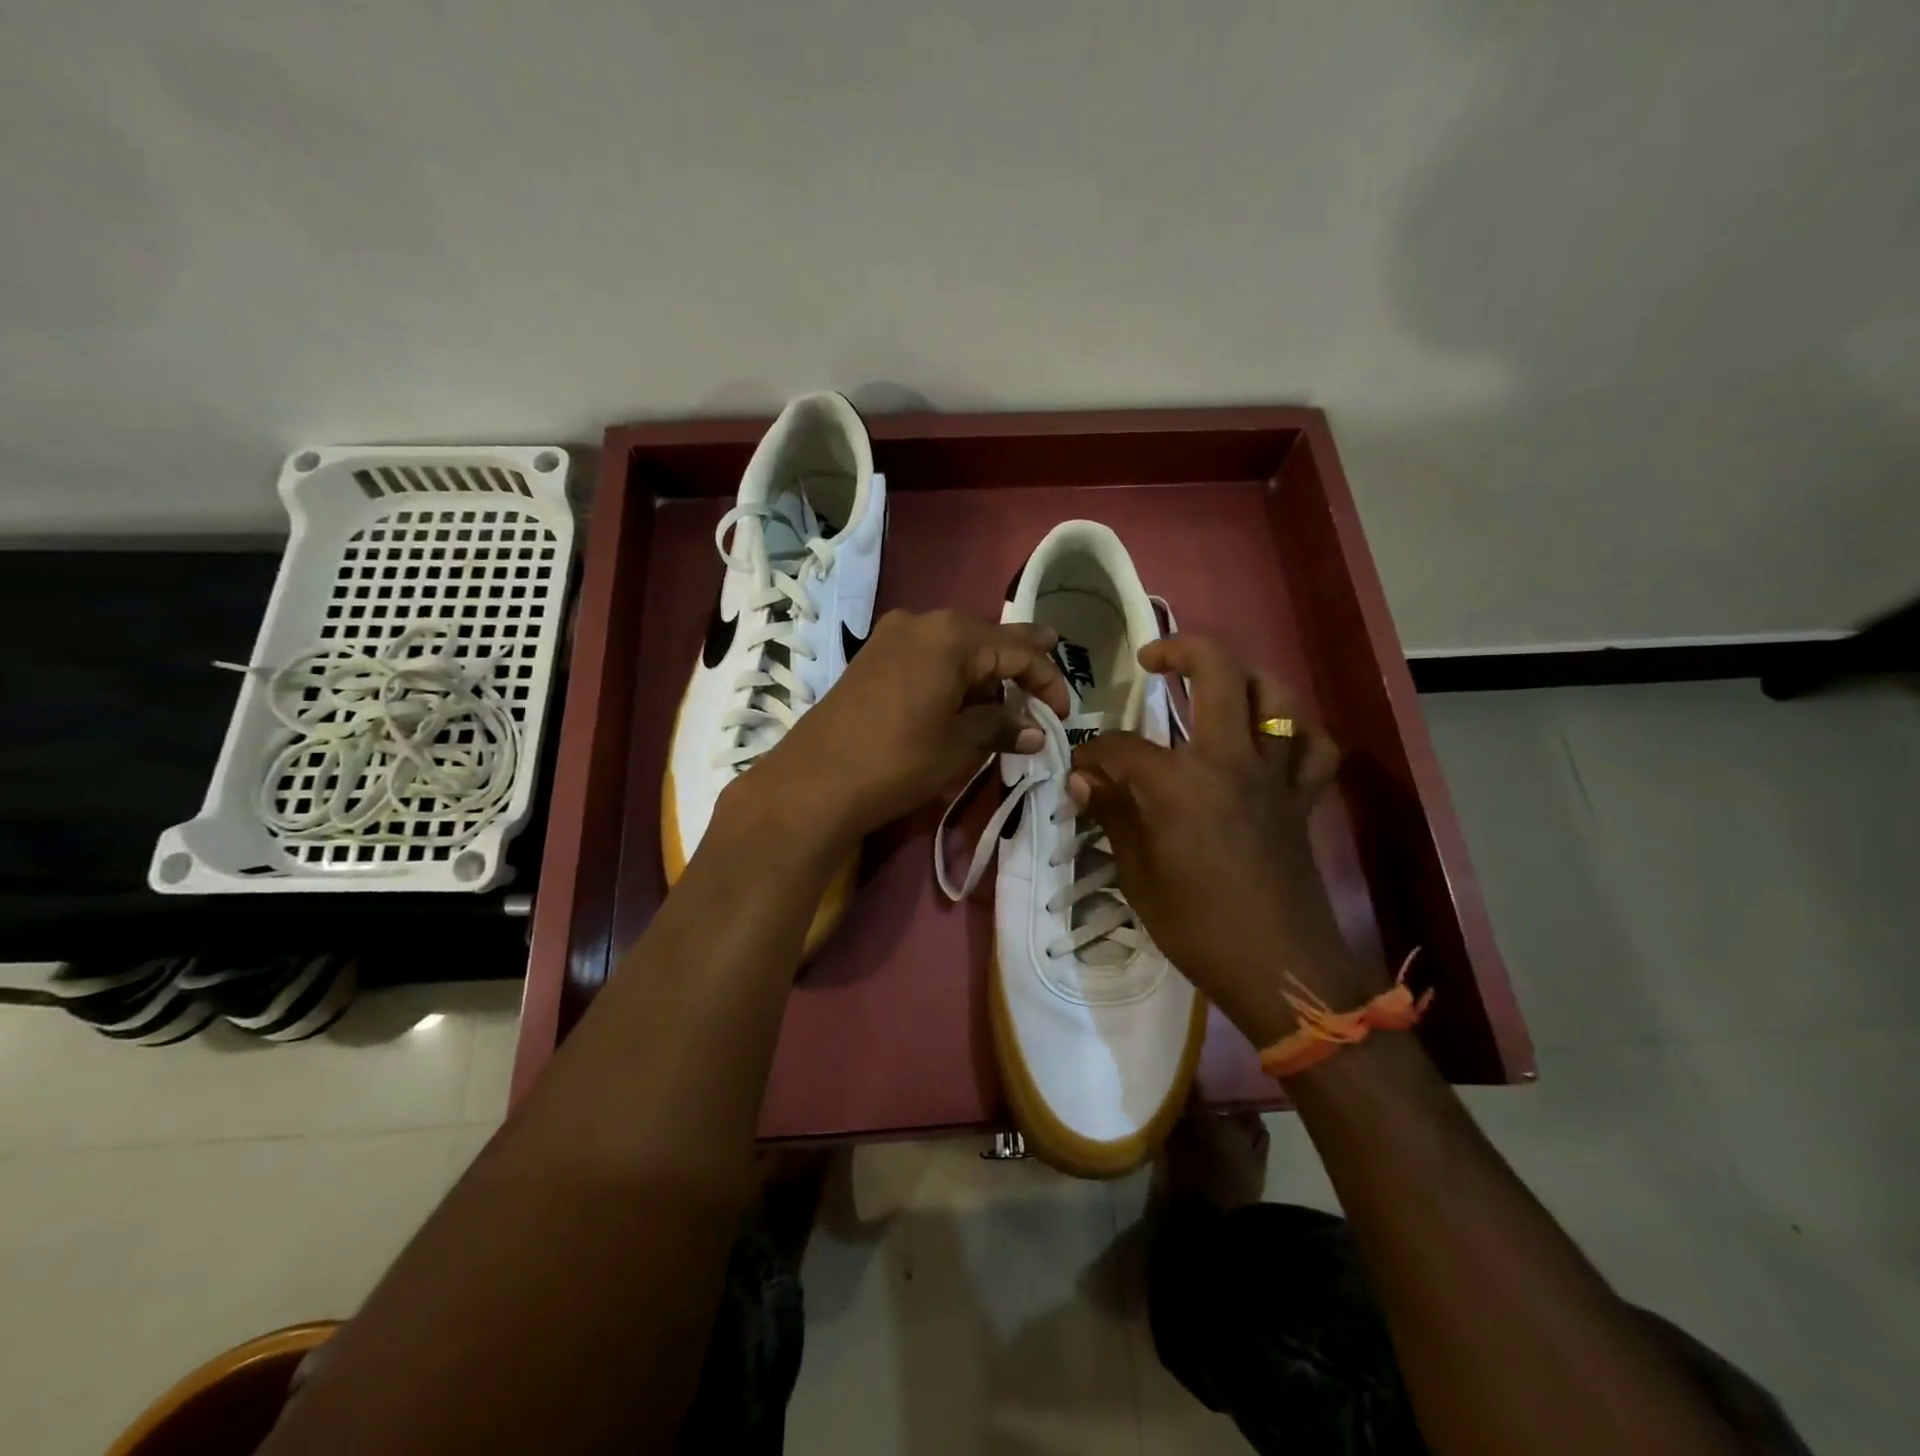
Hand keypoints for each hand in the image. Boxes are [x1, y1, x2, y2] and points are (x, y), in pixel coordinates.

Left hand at [743, 609, 1071, 844]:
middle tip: (1044, 692)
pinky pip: (929, 656)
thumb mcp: (958, 745)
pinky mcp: (873, 656)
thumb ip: (1001, 727)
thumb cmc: (896, 760)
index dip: (1048, 681)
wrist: (814, 781)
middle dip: (1019, 669)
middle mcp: (923, 622)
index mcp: (952, 636)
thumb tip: (1036, 730)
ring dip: (985, 675)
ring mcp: (893, 636)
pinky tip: (963, 701)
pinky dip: (954, 676)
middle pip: (988, 641)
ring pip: (957, 648)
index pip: (1018, 651)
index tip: (1063, 714)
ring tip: (1006, 707)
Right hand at [1067, 635, 1373, 1048]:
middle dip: (1180, 650)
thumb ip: (1114, 815)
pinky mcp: (1302, 798)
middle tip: (1153, 659)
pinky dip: (1295, 733)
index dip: (1093, 753)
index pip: (1123, 747)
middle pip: (1216, 673)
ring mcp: (1274, 776)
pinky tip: (1271, 741)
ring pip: (1274, 696)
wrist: (1280, 969)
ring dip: (1243, 676)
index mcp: (1180, 784)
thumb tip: (1083, 780)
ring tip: (1215, 682)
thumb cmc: (1198, 928)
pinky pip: (1314, 748)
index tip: (1079, 768)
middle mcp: (1230, 761)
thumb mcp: (1139, 876)